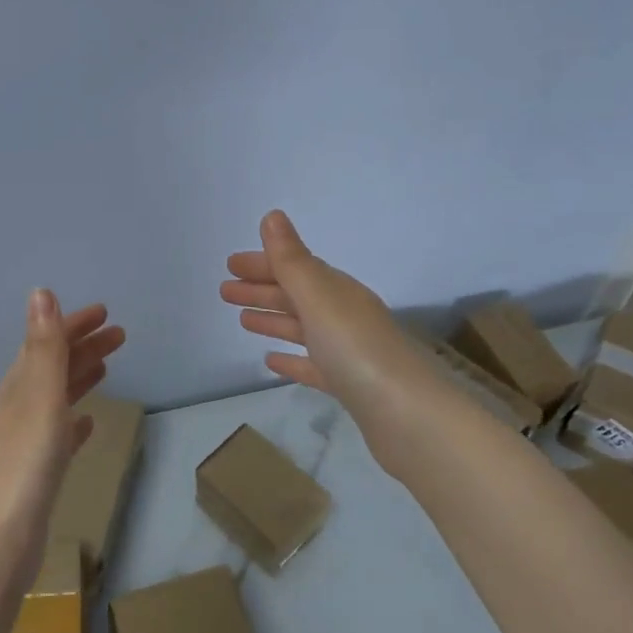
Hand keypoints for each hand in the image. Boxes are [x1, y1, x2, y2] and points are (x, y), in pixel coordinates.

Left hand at [0, 289, 125, 575]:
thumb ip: (44, 345)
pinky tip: (86, 424)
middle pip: (54, 366)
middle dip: (83, 347)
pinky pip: (59, 434)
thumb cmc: (25, 460)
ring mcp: (26, 440)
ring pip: (57, 397)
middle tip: (119, 335)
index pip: (48, 342)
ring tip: (106, 367)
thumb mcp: (39, 394)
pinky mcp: (35, 471)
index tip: (105, 312)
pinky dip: (74, 422)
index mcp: (19, 385)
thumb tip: (41, 291)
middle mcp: (20, 406)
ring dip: (80, 377)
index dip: (74, 324)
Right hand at [220, 210, 432, 417]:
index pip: (296, 268)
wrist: (407, 416)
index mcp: (339, 291)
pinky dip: (291, 360)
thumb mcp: (319, 297)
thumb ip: (292, 260)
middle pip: (298, 296)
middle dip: (262, 289)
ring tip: (241, 319)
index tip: (230, 265)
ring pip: (303, 328)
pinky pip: (313, 365)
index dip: (264, 264)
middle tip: (224, 291)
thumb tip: (272, 216)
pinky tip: (271, 361)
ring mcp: (348, 353)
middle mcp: (345, 316)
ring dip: (273, 319)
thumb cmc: (356, 349)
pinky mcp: (349, 387)